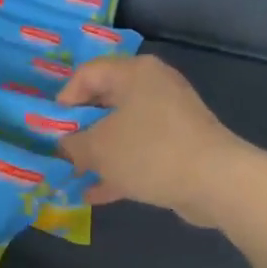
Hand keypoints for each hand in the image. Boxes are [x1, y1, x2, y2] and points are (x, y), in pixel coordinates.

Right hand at [56, 55, 252, 226]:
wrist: (215, 181)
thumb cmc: (150, 152)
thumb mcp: (98, 148)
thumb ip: (72, 145)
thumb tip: (64, 147)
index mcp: (134, 73)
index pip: (87, 74)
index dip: (64, 99)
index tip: (50, 127)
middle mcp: (154, 88)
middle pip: (105, 102)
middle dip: (79, 129)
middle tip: (58, 151)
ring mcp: (170, 119)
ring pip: (122, 131)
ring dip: (97, 153)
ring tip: (72, 174)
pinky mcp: (179, 147)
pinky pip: (140, 154)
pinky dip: (118, 170)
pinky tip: (95, 194)